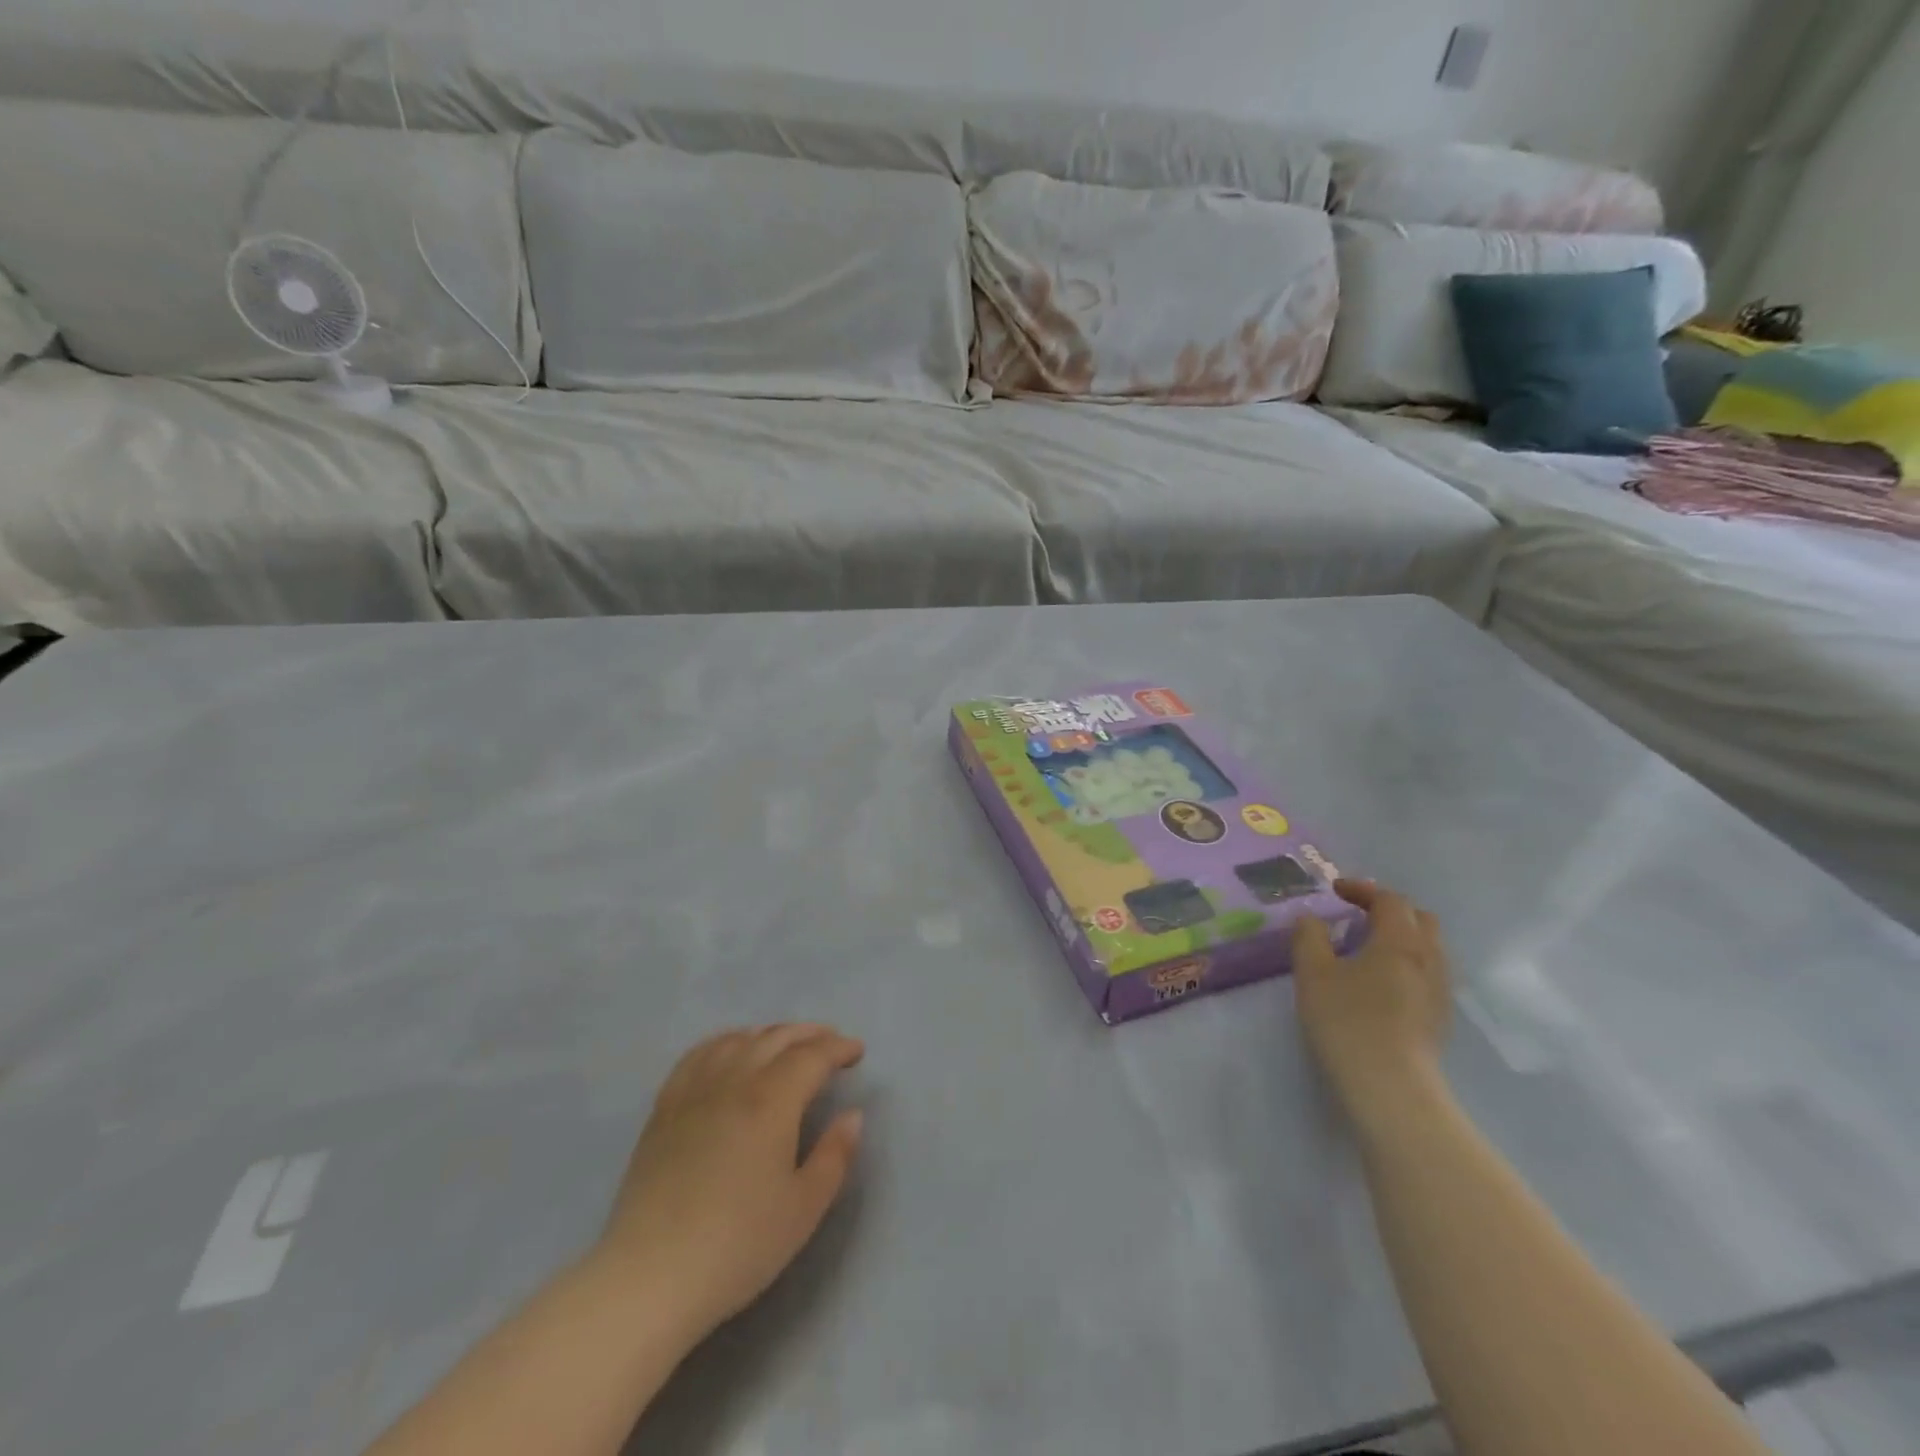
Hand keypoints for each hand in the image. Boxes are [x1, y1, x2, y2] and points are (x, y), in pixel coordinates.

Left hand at [597, 1024, 864, 1342]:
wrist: (649, 1277)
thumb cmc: (737, 1246)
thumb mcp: (804, 1208)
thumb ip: (835, 1155)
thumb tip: (852, 1115)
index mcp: (772, 1100)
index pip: (813, 1055)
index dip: (839, 1048)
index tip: (857, 1052)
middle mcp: (734, 1080)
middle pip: (776, 1037)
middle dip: (809, 1034)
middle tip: (830, 1043)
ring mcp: (694, 1090)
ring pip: (738, 1040)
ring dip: (769, 1034)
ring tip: (786, 1044)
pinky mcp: (664, 1107)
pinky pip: (698, 1054)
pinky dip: (724, 1042)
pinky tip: (730, 1051)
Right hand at [1292, 880, 1451, 1126]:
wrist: (1391, 1088)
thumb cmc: (1347, 1022)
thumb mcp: (1312, 973)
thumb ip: (1309, 937)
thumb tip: (1311, 919)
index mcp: (1399, 941)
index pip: (1389, 900)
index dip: (1362, 889)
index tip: (1335, 891)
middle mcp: (1429, 959)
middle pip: (1419, 919)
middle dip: (1388, 909)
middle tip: (1356, 915)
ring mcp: (1440, 991)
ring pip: (1428, 948)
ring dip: (1400, 937)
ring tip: (1366, 948)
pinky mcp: (1440, 1018)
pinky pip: (1428, 974)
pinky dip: (1406, 963)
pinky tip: (1380, 983)